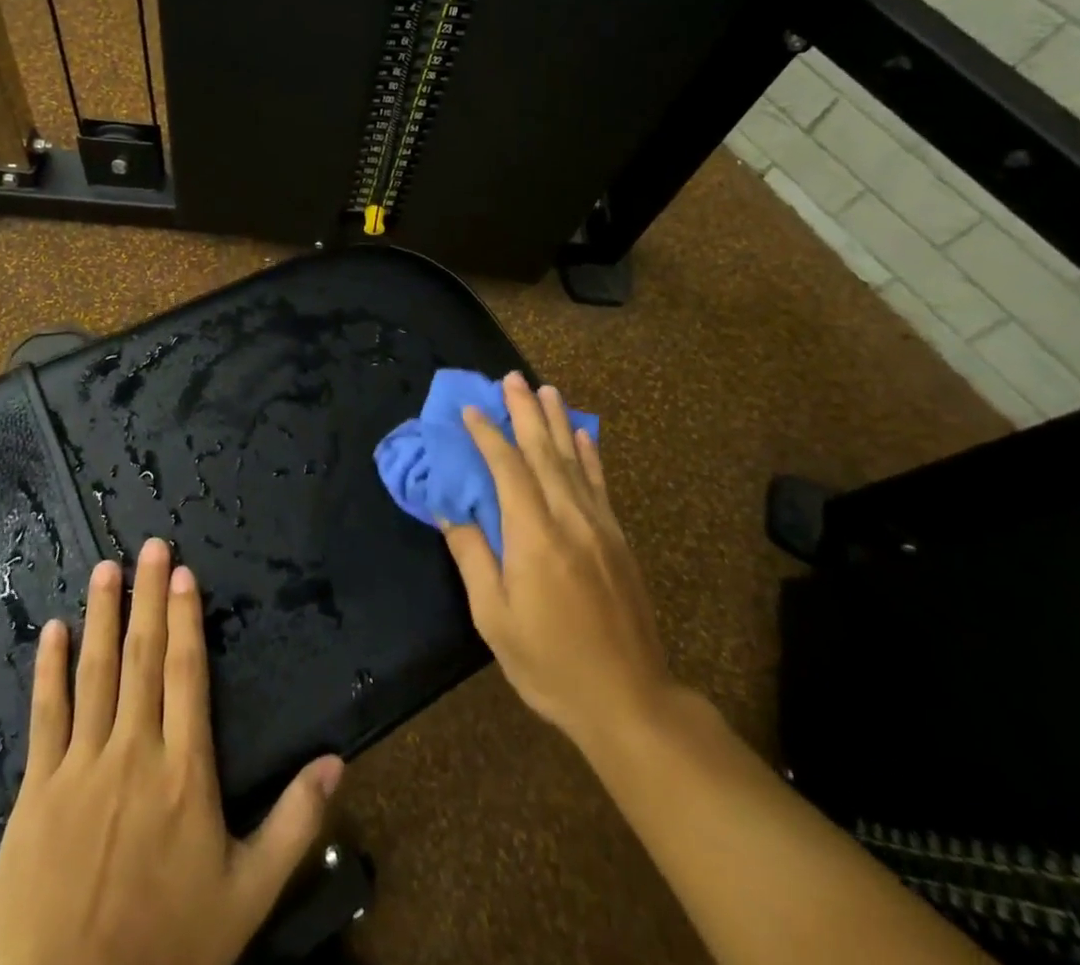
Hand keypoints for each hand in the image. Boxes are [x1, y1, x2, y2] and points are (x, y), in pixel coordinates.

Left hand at [0, 538, 344, 964]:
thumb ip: (295, 822)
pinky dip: (49, 669)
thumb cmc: (171, 945)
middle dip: (147, 595)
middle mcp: (135, 752)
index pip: (186, 672)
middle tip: (150, 545)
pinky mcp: (37, 791)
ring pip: (95, 672)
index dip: (184, 618)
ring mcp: (81, 768)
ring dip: (102, 615)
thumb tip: (339, 760)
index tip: (182, 572)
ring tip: (107, 568)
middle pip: (142, 656)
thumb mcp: (249, 893)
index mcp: (185, 769)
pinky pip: (46, 716)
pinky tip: (53, 631)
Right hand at [441, 371, 678, 752]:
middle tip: (511, 377)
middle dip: (524, 412)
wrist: (629, 701)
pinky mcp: (618, 540)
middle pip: (543, 452)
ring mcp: (599, 526)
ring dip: (556, 421)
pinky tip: (583, 435)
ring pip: (574, 460)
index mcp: (534, 536)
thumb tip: (450, 510)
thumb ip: (472, 556)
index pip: (507, 468)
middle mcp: (569, 518)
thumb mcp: (494, 618)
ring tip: (544, 389)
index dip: (486, 436)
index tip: (469, 410)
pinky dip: (589, 454)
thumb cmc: (549, 663)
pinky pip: (600, 484)